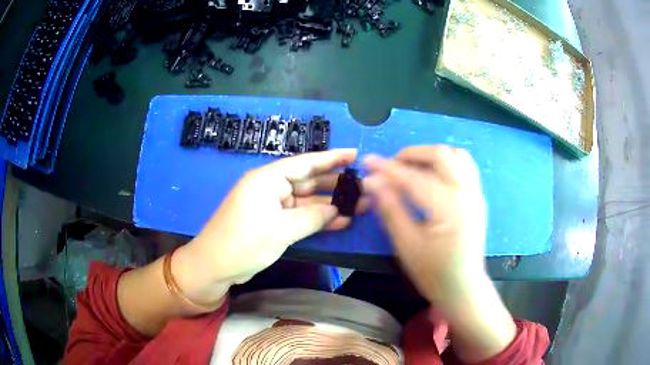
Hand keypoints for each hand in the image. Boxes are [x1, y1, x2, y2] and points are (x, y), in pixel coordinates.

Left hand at [174, 149, 365, 304]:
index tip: (355, 154)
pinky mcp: (274, 223)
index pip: (305, 163)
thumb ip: (312, 217)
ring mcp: (273, 206)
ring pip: (307, 201)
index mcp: (268, 179)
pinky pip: (301, 216)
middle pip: (309, 181)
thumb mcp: (280, 229)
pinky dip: (319, 219)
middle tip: (364, 185)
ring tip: (361, 204)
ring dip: (332, 204)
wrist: (215, 266)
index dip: (332, 158)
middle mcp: (271, 188)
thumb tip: (338, 211)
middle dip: (336, 184)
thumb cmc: (243, 242)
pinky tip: (342, 221)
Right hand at [364, 146, 515, 361]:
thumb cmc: (433, 272)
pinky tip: (432, 175)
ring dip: (431, 155)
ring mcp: (476, 193)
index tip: (367, 161)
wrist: (463, 287)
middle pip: (440, 154)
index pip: (414, 178)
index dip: (387, 168)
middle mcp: (467, 193)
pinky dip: (446, 162)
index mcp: (449, 207)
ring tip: (412, 168)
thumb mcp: (406, 244)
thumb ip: (390, 208)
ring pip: (456, 155)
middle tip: (391, 166)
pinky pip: (465, 166)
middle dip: (412, 154)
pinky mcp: (478, 197)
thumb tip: (372, 181)